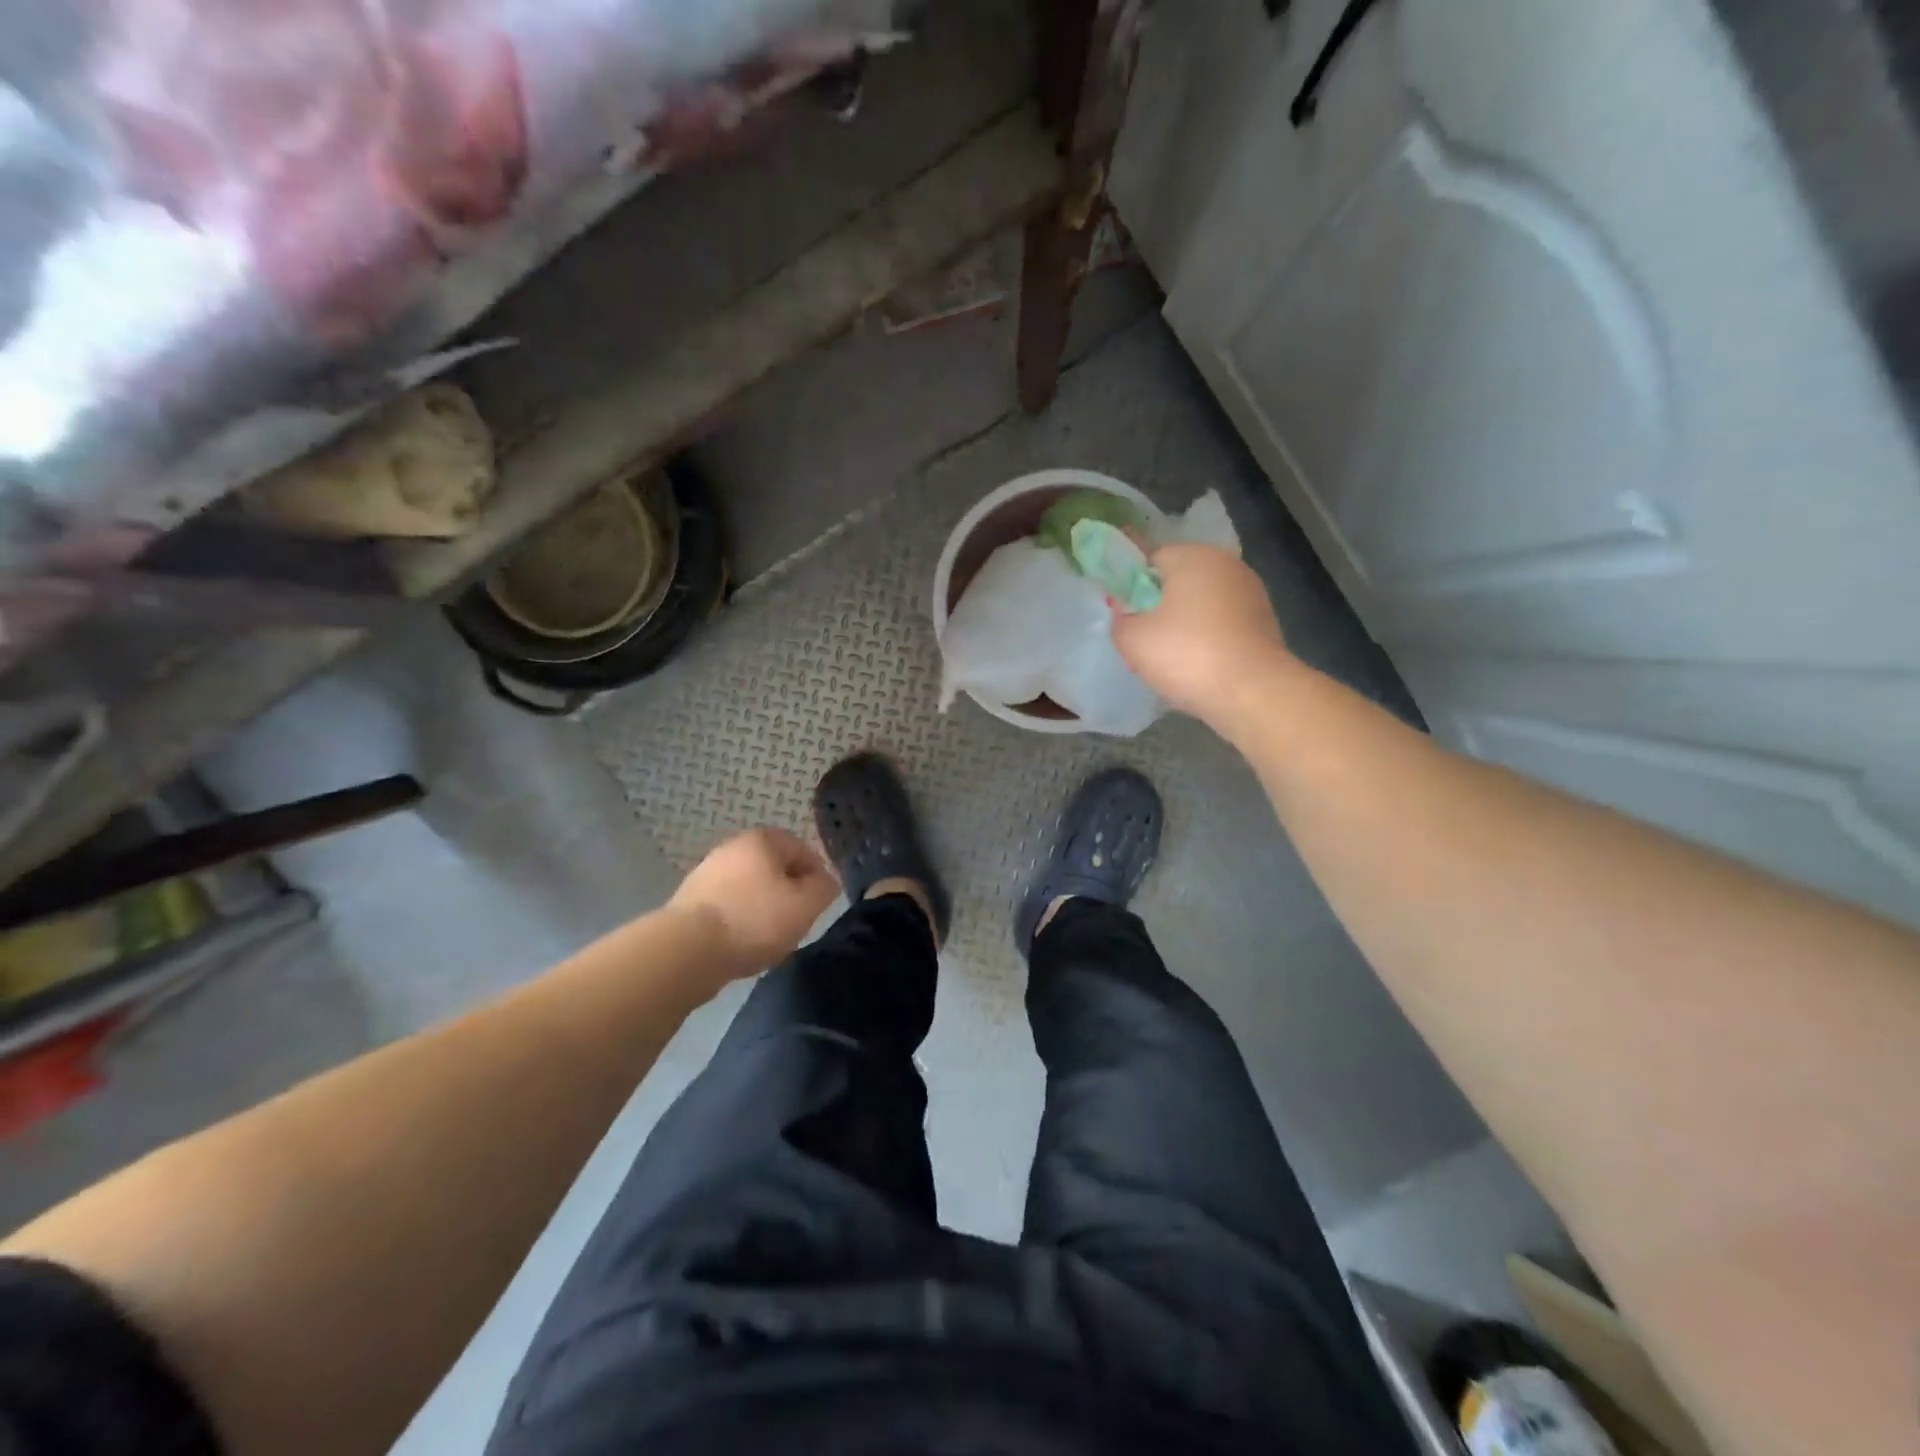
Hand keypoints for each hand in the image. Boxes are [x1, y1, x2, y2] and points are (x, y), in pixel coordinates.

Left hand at [669, 828, 838, 974]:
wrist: (687, 951)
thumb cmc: (754, 920)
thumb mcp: (806, 905)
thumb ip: (824, 888)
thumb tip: (825, 882)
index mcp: (761, 839)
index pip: (803, 850)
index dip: (817, 878)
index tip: (818, 906)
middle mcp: (732, 848)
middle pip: (775, 870)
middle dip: (789, 894)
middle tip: (796, 923)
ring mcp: (707, 874)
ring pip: (751, 890)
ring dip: (764, 911)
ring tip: (769, 939)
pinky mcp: (690, 902)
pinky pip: (728, 909)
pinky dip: (740, 923)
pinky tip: (742, 945)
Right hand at [1112, 543, 1294, 725]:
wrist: (1252, 692)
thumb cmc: (1187, 654)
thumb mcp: (1132, 640)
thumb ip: (1120, 620)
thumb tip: (1128, 617)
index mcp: (1193, 556)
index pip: (1151, 558)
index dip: (1132, 585)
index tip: (1126, 615)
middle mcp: (1226, 564)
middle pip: (1180, 579)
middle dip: (1160, 605)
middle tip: (1145, 639)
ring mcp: (1251, 592)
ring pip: (1202, 603)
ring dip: (1185, 622)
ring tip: (1172, 658)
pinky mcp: (1265, 620)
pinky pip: (1223, 623)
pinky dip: (1209, 638)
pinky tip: (1200, 665)